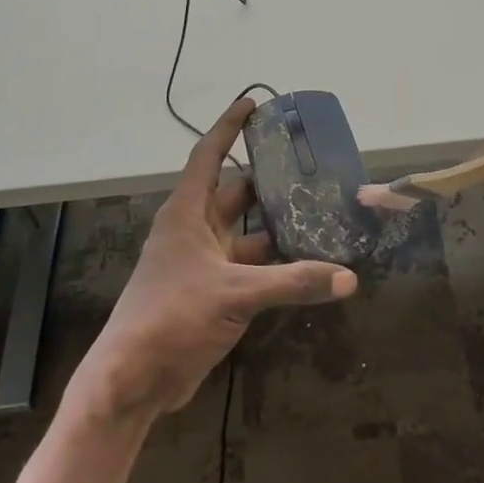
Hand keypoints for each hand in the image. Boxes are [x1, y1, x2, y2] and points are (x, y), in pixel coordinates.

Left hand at [71, 97, 358, 425]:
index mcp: (187, 214)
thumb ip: (293, 282)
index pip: (208, 156)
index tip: (253, 103)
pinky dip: (277, 264)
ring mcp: (204, 263)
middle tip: (309, 165)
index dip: (229, 127)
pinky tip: (309, 262)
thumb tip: (349, 277)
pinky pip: (252, 267)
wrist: (134, 379)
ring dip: (277, 225)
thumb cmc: (172, 317)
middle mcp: (195, 231)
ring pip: (248, 233)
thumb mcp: (235, 294)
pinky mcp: (214, 293)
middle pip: (235, 192)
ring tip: (320, 212)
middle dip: (267, 179)